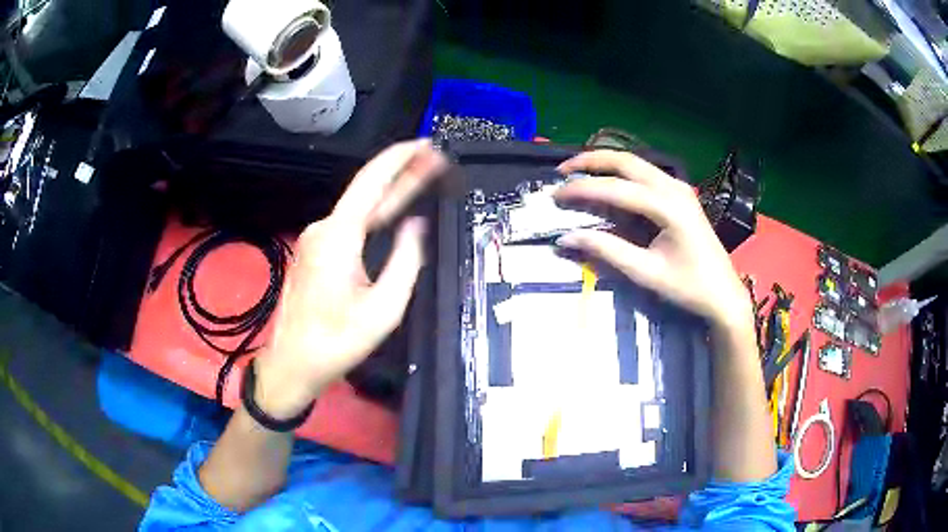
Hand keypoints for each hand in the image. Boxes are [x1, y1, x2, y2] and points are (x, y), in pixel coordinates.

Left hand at [253, 140, 447, 417]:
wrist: (294, 362)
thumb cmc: (338, 341)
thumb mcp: (384, 308)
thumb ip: (405, 261)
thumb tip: (415, 226)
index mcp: (339, 237)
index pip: (371, 182)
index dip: (399, 159)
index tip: (424, 144)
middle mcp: (324, 229)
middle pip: (367, 191)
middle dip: (402, 172)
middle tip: (434, 158)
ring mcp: (316, 239)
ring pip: (359, 208)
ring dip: (390, 193)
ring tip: (422, 177)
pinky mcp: (316, 252)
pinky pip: (350, 224)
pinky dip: (375, 212)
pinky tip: (394, 209)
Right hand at [554, 150, 752, 332]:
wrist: (723, 293)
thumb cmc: (688, 287)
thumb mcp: (645, 273)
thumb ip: (606, 251)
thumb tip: (566, 237)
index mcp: (668, 207)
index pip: (616, 188)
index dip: (582, 189)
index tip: (555, 195)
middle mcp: (674, 187)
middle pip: (625, 161)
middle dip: (590, 161)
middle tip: (562, 172)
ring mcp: (679, 187)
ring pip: (635, 162)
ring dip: (605, 163)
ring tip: (578, 172)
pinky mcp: (680, 193)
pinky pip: (645, 172)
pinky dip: (621, 172)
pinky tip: (607, 182)